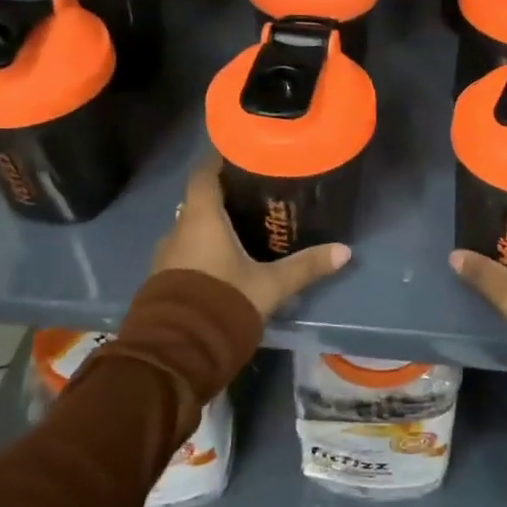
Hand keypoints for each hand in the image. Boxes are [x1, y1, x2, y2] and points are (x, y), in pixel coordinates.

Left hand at [150, 158, 350, 318]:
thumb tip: (345, 250)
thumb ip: (306, 266)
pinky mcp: (161, 280)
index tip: (240, 153)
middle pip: (198, 201)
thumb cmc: (223, 302)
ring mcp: (165, 256)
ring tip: (242, 228)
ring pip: (190, 228)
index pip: (203, 174)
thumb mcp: (271, 285)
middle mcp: (178, 230)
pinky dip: (201, 248)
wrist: (176, 353)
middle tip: (253, 195)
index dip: (219, 161)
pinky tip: (223, 260)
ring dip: (210, 225)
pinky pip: (183, 252)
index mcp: (201, 219)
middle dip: (222, 196)